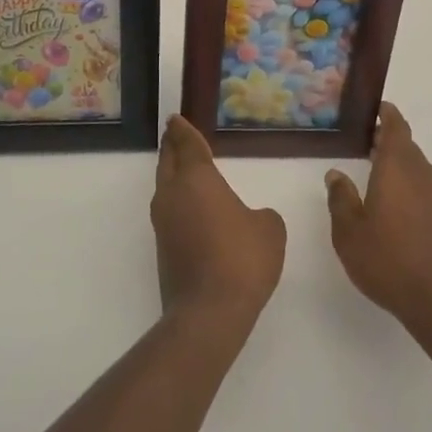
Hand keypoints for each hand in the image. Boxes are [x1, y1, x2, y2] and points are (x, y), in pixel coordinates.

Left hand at [152, 116, 286, 324]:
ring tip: (182, 168)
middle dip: (171, 146)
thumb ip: (261, 215)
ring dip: (171, 174)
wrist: (209, 312)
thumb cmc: (242, 259)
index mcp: (196, 179)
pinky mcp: (163, 249)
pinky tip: (191, 209)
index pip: (187, 145)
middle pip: (168, 162)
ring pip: (164, 188)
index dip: (182, 130)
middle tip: (174, 134)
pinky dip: (177, 201)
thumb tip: (250, 219)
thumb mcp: (269, 229)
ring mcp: (163, 224)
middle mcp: (173, 195)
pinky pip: (169, 212)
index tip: (175, 119)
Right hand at [326, 104, 431, 336]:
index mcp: (398, 167)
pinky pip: (425, 189)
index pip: (396, 127)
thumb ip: (341, 199)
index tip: (375, 108)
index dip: (386, 114)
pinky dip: (409, 186)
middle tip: (364, 142)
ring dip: (398, 165)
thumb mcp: (350, 232)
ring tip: (374, 174)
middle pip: (406, 146)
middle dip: (387, 141)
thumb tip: (336, 174)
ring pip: (417, 169)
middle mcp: (423, 174)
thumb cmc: (390, 260)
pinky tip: (394, 206)